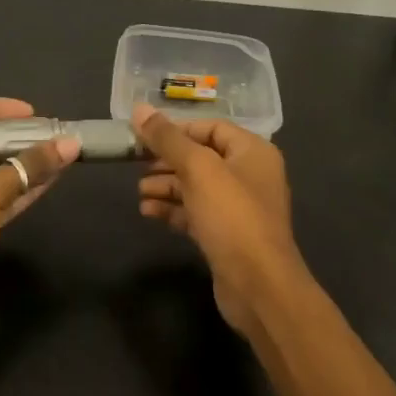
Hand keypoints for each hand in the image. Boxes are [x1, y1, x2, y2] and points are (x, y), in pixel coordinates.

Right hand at [132, 103, 308, 337]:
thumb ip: (168, 139)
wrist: (259, 286)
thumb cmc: (232, 216)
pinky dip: (173, 209)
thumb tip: (139, 108)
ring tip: (139, 192)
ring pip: (196, 187)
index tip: (144, 137)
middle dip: (167, 160)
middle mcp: (249, 175)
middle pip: (202, 157)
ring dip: (166, 186)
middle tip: (136, 166)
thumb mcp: (198, 169)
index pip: (211, 127)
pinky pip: (196, 213)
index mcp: (253, 151)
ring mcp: (239, 208)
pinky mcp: (227, 236)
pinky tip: (148, 212)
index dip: (177, 130)